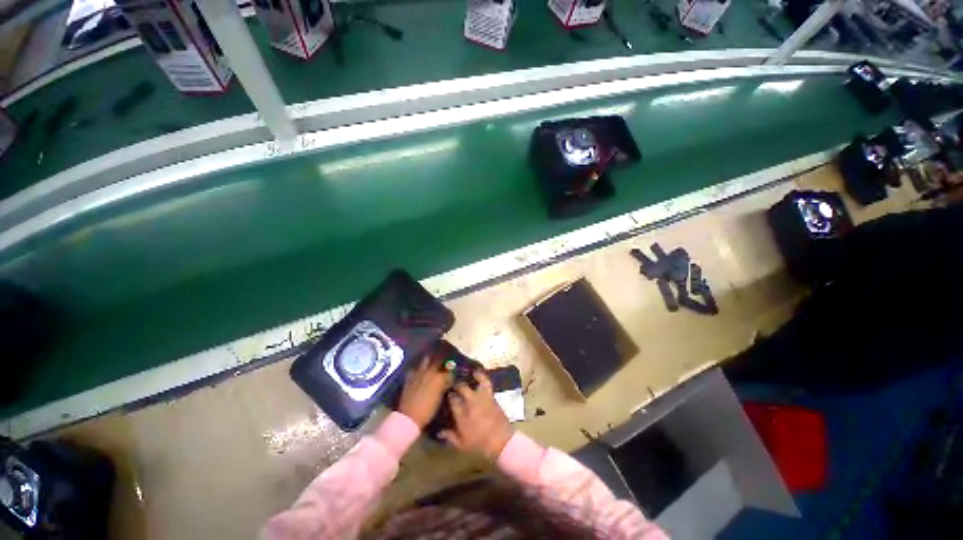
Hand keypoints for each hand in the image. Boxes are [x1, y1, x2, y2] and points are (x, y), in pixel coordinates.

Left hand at [398, 355, 449, 428]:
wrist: (409, 417)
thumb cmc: (428, 411)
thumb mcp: (439, 399)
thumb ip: (443, 386)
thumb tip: (447, 380)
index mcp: (439, 378)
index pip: (449, 370)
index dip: (451, 371)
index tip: (452, 373)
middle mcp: (430, 372)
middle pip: (438, 361)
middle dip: (441, 362)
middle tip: (443, 365)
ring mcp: (419, 373)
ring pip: (426, 360)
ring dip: (429, 361)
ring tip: (431, 364)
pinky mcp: (410, 377)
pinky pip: (415, 368)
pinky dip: (418, 369)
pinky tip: (419, 372)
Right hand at [439, 371, 513, 460]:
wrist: (501, 442)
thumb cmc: (480, 445)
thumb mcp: (462, 445)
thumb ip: (450, 436)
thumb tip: (440, 432)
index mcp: (461, 415)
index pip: (452, 400)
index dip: (450, 396)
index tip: (448, 395)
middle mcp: (470, 403)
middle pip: (462, 388)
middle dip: (457, 384)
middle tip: (455, 384)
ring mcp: (482, 398)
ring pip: (476, 382)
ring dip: (473, 376)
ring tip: (470, 372)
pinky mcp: (491, 396)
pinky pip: (487, 383)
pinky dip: (483, 377)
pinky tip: (480, 374)